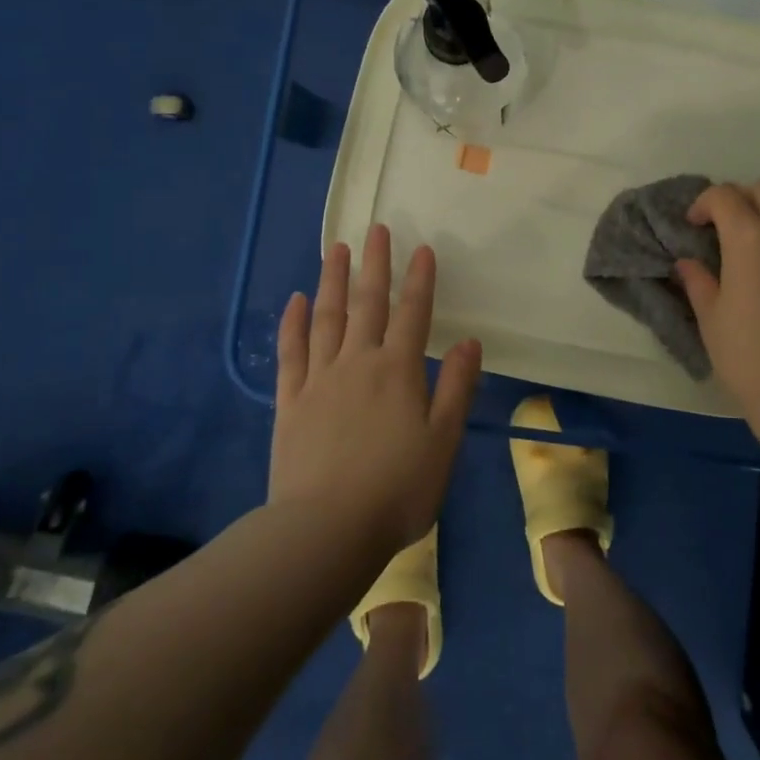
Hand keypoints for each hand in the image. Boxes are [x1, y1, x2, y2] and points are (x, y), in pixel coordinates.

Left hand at [269, 224, 481, 551]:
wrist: (326, 530)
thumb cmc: (397, 489)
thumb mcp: (442, 442)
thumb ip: (455, 388)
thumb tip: (470, 342)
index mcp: (398, 371)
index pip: (413, 314)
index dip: (419, 280)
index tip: (421, 248)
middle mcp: (358, 363)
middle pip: (367, 304)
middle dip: (374, 265)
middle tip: (376, 229)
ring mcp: (319, 379)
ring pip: (327, 318)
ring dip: (333, 281)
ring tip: (336, 249)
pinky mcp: (290, 401)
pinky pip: (291, 352)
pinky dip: (293, 323)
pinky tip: (296, 301)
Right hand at [675, 180, 759, 413]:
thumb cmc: (747, 355)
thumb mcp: (711, 317)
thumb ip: (698, 281)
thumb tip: (688, 263)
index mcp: (750, 239)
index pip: (725, 196)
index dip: (703, 204)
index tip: (693, 226)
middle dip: (740, 199)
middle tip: (723, 228)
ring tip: (754, 249)